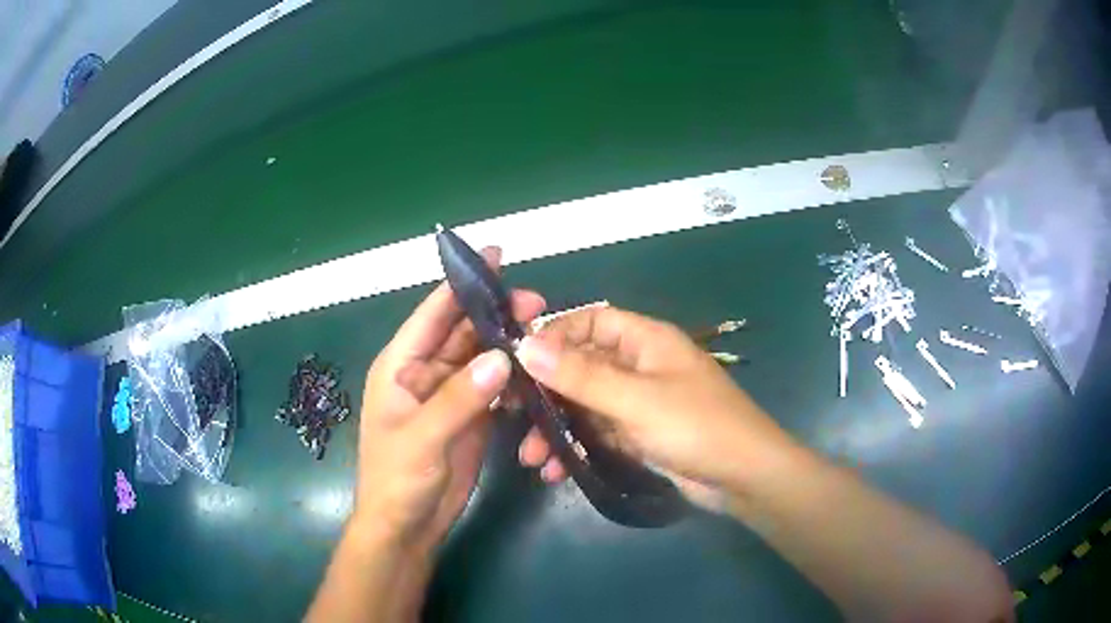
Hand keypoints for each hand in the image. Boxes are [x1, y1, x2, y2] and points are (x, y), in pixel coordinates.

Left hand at [353, 247, 544, 550]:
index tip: (495, 256)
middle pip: (463, 331)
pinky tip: (536, 373)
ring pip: (482, 357)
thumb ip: (459, 398)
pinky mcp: (470, 416)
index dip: (461, 284)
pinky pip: (494, 387)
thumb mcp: (422, 438)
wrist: (407, 526)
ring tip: (544, 333)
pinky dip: (513, 377)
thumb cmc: (397, 479)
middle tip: (537, 302)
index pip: (432, 314)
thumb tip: (502, 355)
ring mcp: (450, 395)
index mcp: (401, 366)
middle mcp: (425, 373)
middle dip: (496, 313)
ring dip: (508, 344)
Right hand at [514, 306, 796, 506]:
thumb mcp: (636, 400)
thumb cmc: (697, 426)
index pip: (591, 321)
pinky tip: (555, 472)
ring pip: (586, 405)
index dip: (555, 334)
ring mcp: (639, 403)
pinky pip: (598, 433)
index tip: (518, 360)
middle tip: (511, 416)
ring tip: (531, 457)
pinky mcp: (639, 435)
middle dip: (546, 393)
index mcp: (645, 340)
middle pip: (581, 367)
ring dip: (557, 428)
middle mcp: (640, 366)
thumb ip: (581, 375)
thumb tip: (525, 346)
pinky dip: (577, 448)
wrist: (744, 477)